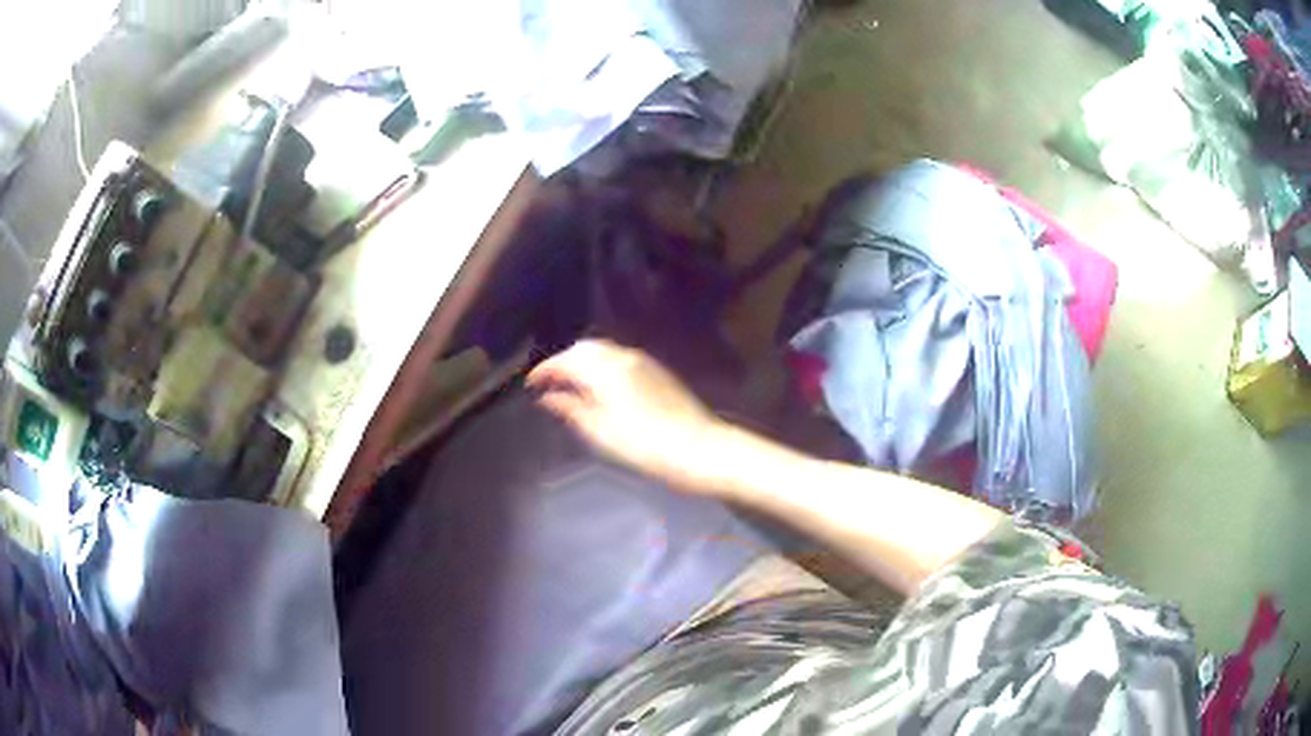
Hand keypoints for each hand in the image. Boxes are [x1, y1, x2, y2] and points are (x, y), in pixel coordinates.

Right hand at [527, 340, 725, 493]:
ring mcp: (644, 361)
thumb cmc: (645, 446)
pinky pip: (620, 358)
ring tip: (572, 388)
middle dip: (564, 362)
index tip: (530, 384)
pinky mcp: (658, 371)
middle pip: (585, 348)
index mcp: (605, 370)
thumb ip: (571, 409)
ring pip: (604, 351)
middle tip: (550, 385)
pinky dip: (602, 366)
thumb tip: (548, 397)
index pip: (565, 360)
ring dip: (583, 363)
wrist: (699, 449)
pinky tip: (601, 389)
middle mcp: (623, 356)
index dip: (544, 371)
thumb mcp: (600, 432)